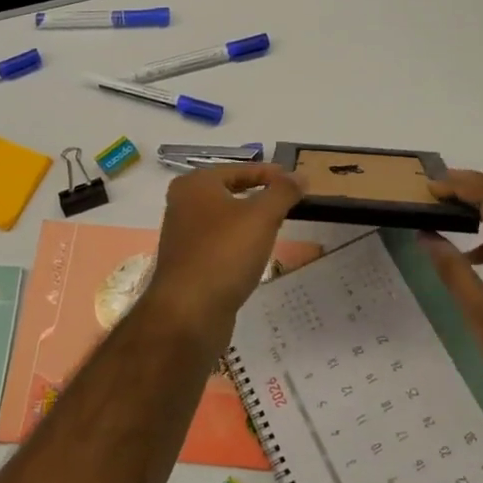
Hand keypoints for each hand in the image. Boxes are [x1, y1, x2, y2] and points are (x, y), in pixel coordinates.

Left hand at [141, 164, 303, 350]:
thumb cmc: (224, 253)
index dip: (269, 173)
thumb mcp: (261, 216)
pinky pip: (219, 244)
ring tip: (277, 226)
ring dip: (248, 221)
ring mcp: (183, 236)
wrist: (188, 312)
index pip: (239, 170)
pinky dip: (238, 244)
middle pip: (229, 192)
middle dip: (259, 195)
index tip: (295, 180)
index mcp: (195, 184)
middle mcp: (183, 205)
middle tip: (289, 201)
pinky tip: (254, 255)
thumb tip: (299, 175)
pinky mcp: (187, 264)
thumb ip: (282, 192)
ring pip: (224, 219)